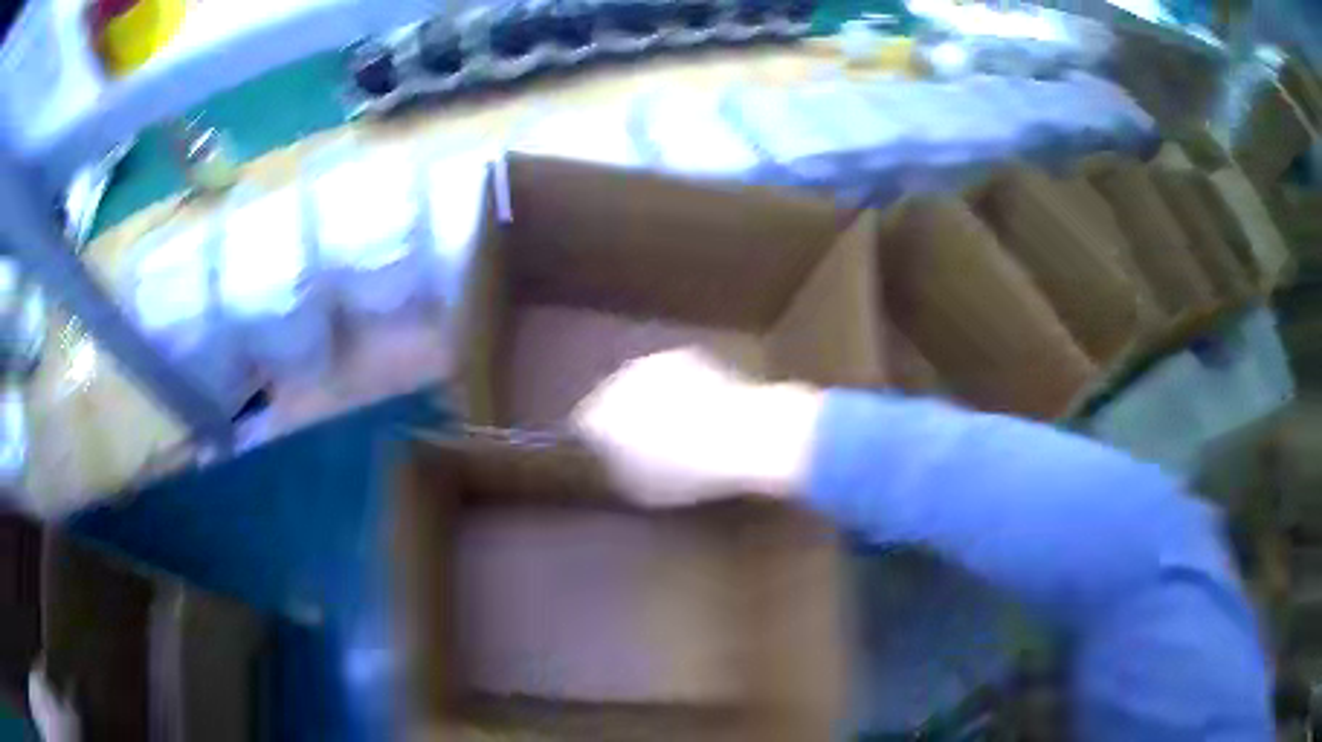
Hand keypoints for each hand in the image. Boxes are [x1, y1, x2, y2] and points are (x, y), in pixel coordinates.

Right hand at [571, 348, 823, 507]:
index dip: (599, 441)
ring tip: (675, 424)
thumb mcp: (642, 488)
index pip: (585, 426)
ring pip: (639, 383)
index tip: (612, 454)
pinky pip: (669, 375)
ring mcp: (649, 364)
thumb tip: (612, 462)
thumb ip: (618, 470)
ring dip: (649, 398)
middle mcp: (615, 382)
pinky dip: (677, 388)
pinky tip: (697, 407)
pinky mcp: (682, 355)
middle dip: (623, 415)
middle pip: (610, 398)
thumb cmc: (687, 473)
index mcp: (598, 416)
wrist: (740, 435)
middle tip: (645, 439)